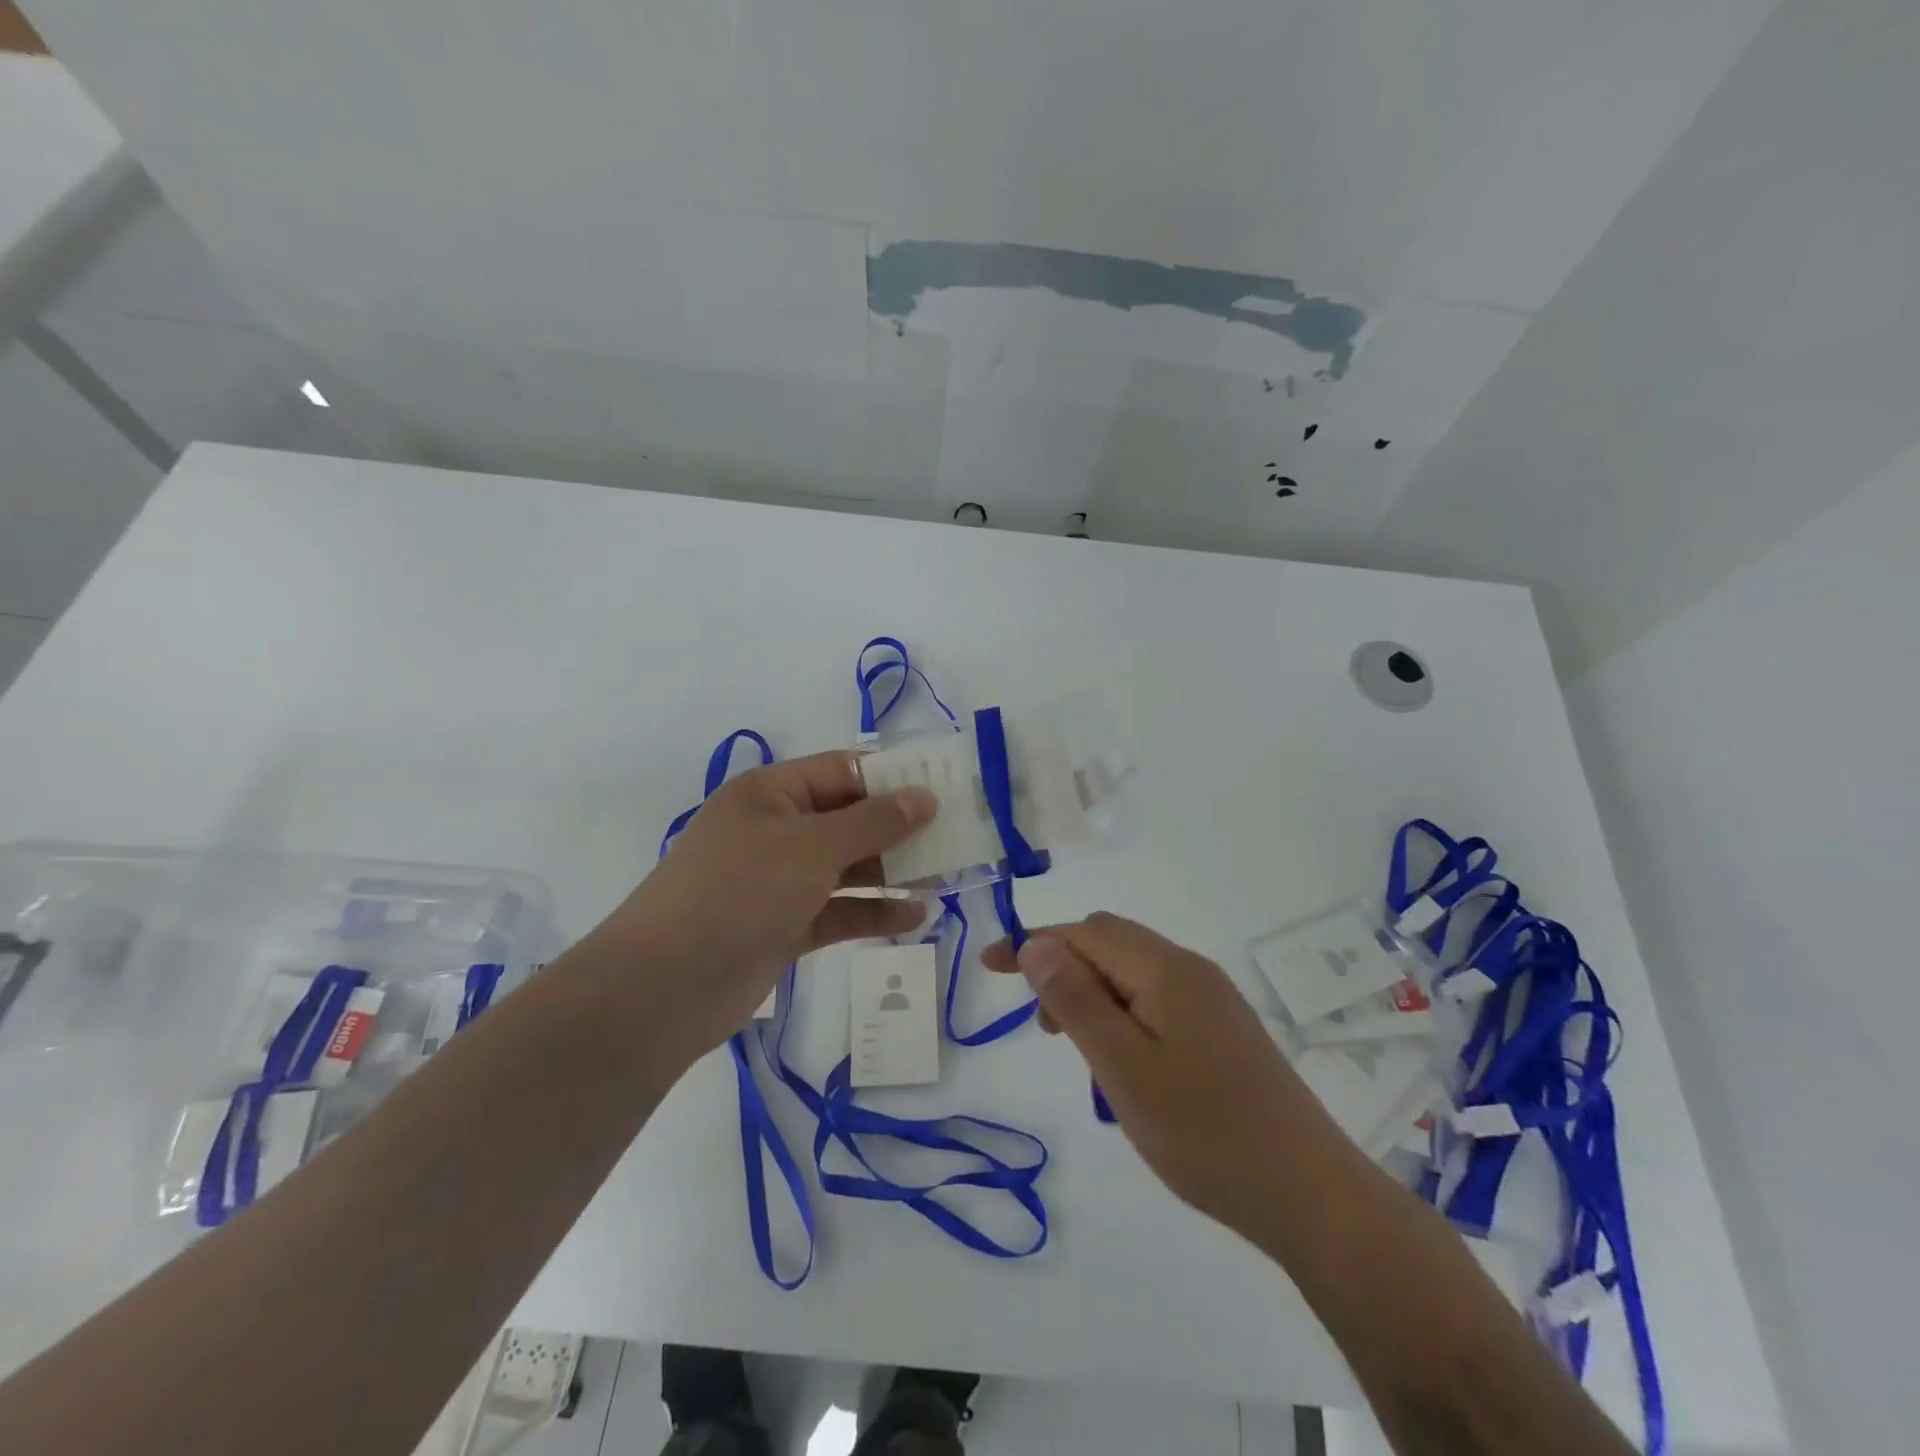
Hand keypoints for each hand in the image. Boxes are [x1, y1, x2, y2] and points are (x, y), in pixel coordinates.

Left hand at [589, 751, 934, 1056]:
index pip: (843, 771)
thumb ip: (873, 822)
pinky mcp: (782, 926)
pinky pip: (837, 910)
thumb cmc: (740, 891)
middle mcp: (774, 830)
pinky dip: (872, 911)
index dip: (892, 779)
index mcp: (771, 794)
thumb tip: (924, 797)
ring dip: (891, 872)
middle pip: (848, 820)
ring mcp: (777, 881)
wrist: (666, 986)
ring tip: (944, 877)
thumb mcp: (812, 847)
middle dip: (898, 830)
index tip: (943, 790)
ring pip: (846, 867)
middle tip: (954, 838)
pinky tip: (915, 917)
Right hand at [983, 913, 1332, 1237]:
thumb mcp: (1122, 1067)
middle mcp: (1191, 970)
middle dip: (1064, 968)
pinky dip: (1124, 1015)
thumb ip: (1075, 1000)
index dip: (1034, 942)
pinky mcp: (1224, 1030)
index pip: (1086, 932)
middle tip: (1042, 1026)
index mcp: (1165, 968)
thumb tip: (1035, 944)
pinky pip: (1158, 1000)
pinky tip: (1125, 1065)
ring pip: (1133, 974)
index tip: (989, 967)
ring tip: (1083, 1055)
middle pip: (1110, 943)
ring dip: (1094, 995)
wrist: (1309, 1194)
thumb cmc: (1204, 1131)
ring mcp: (1213, 999)